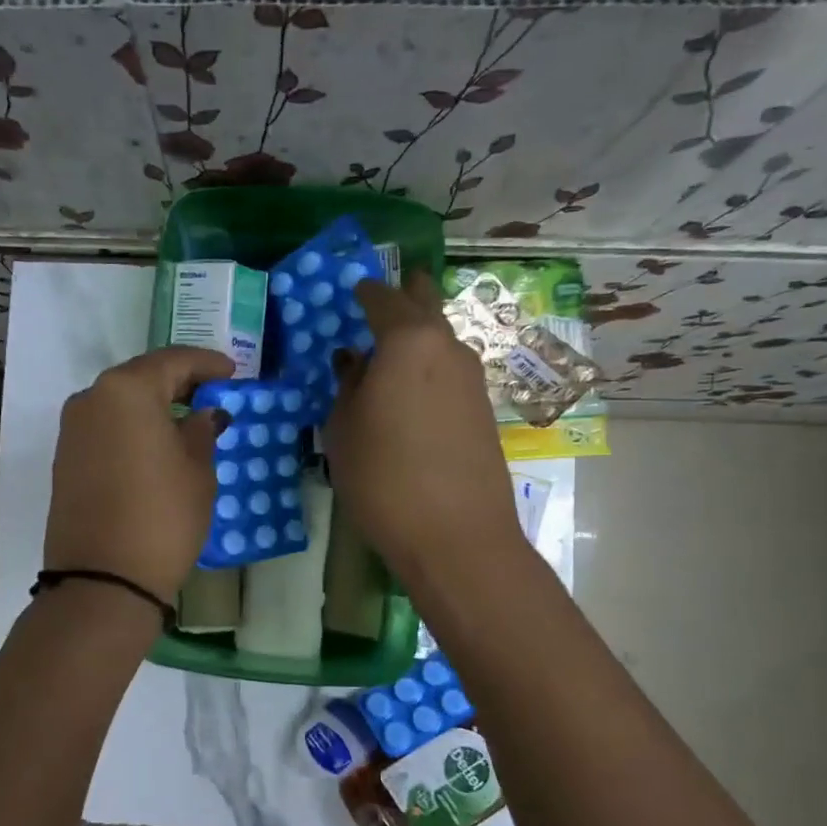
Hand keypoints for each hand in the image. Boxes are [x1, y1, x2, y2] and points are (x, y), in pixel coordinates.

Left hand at [44, 346, 234, 601]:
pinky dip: (133, 428)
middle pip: (141, 377)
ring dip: (153, 406)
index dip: (207, 364)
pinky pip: (106, 428)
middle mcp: (91, 398)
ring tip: (187, 421)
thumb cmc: (162, 517)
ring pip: (120, 403)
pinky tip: (156, 444)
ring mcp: (72, 429)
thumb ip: (202, 432)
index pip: (173, 361)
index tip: (232, 373)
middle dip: (179, 382)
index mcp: (127, 390)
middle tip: (212, 394)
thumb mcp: (197, 471)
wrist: (103, 580)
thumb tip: (203, 415)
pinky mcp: (65, 458)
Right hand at [325, 271, 521, 586]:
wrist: (456, 535)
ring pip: (441, 340)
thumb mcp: (344, 430)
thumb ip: (347, 385)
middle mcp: (448, 348)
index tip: (354, 290)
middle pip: (426, 306)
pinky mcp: (483, 410)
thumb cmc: (384, 477)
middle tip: (390, 290)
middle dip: (408, 294)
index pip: (383, 299)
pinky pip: (449, 372)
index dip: (365, 292)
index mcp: (408, 341)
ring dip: (419, 336)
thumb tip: (353, 361)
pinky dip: (429, 367)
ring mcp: (472, 379)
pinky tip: (413, 389)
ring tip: (392, 348)